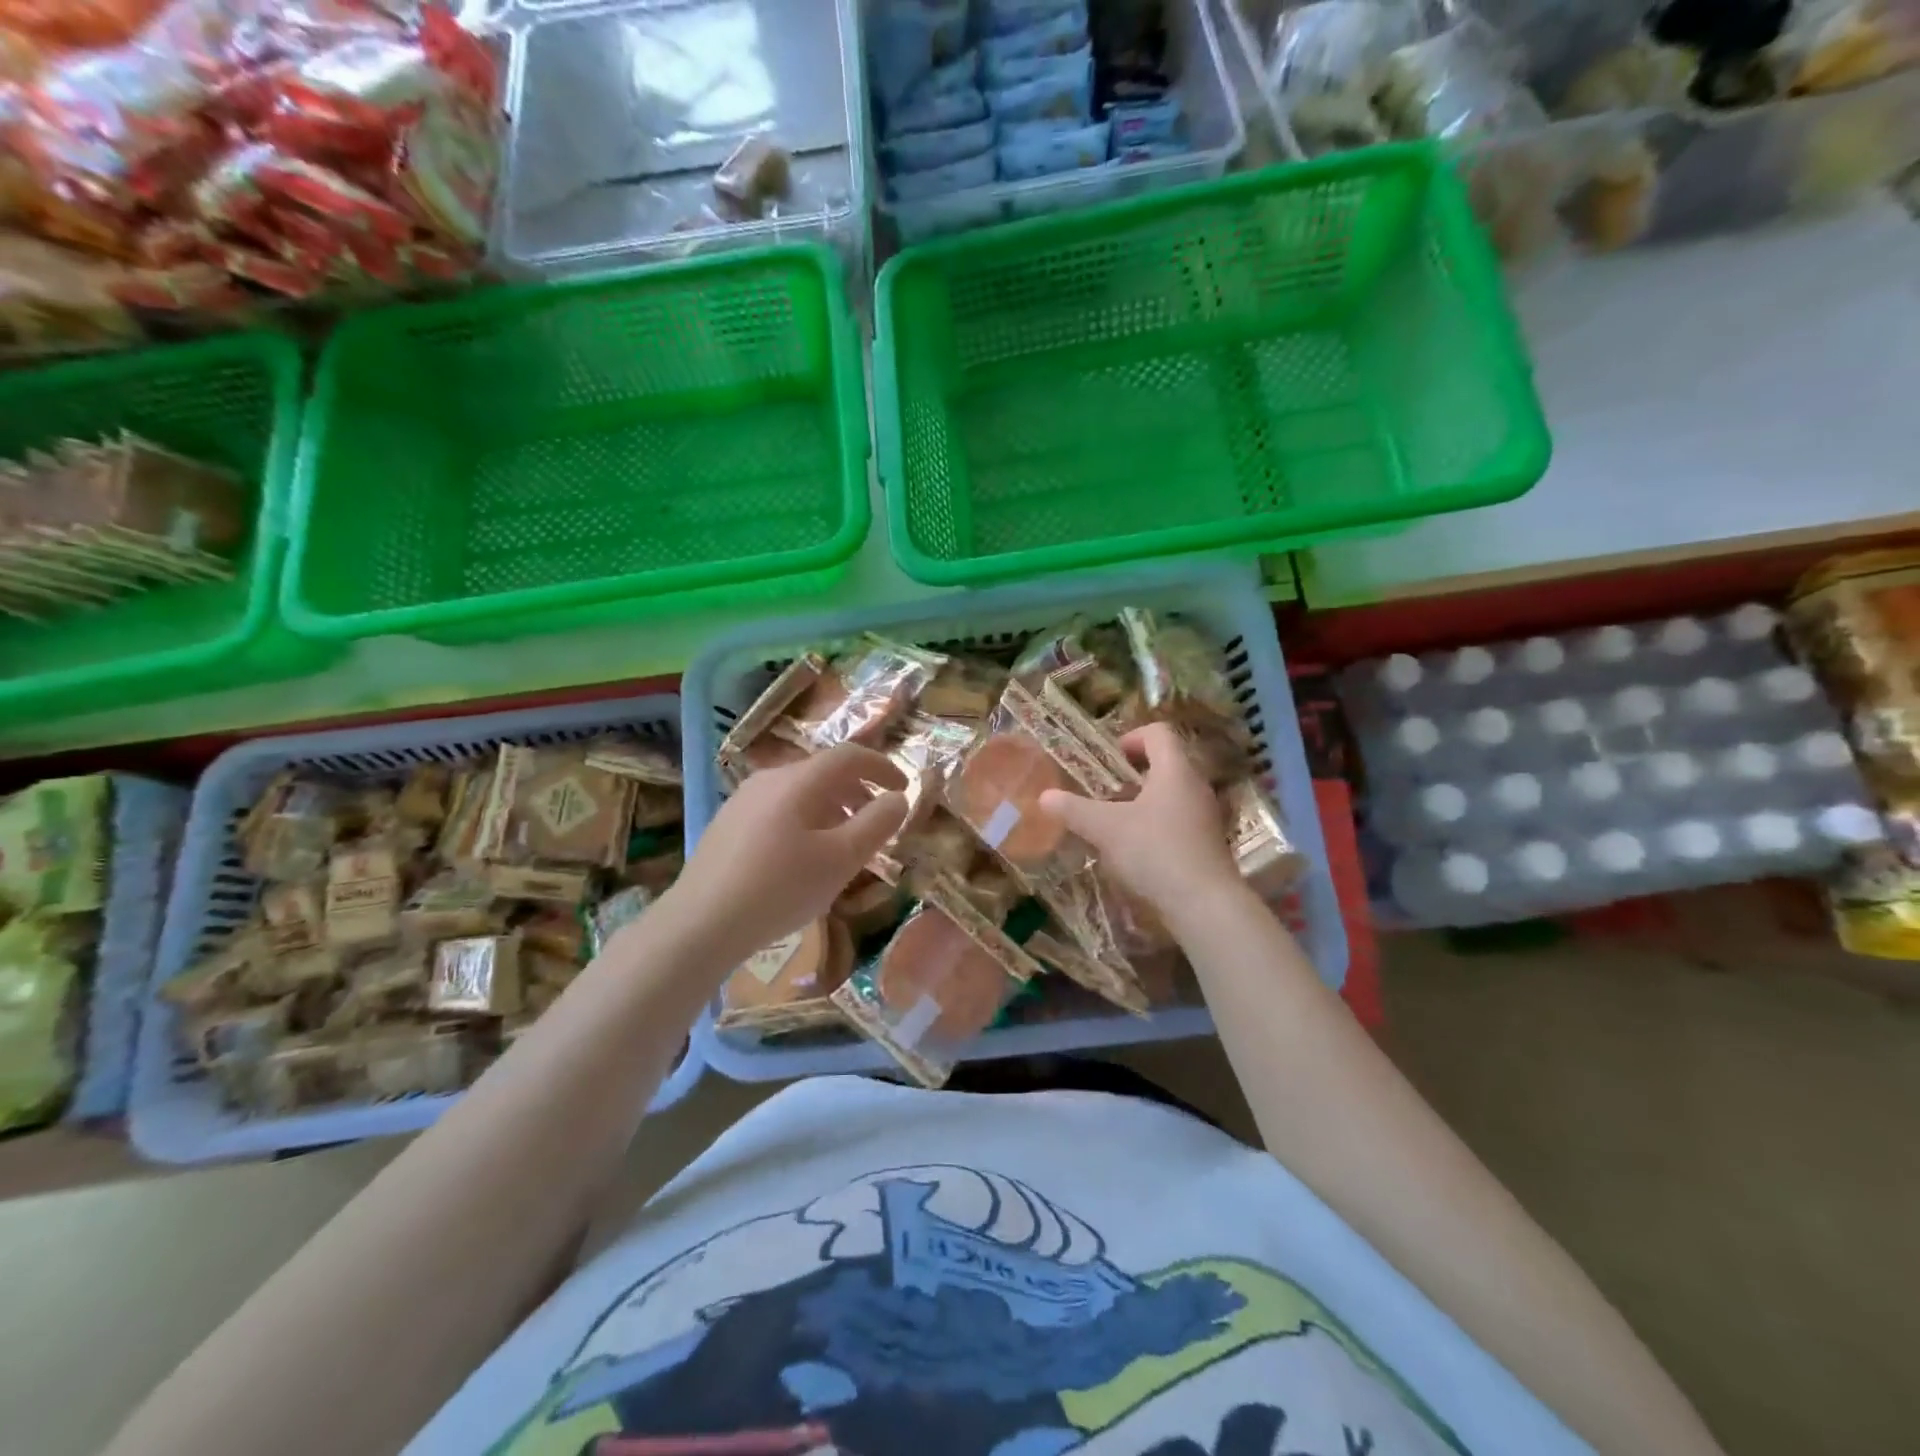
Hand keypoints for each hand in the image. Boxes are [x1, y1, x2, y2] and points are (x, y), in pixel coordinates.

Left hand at [668, 744, 907, 961]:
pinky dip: (805, 819)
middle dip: (857, 790)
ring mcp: (742, 801)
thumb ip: (875, 824)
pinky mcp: (727, 825)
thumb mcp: (841, 860)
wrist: (700, 924)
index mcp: (797, 781)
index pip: (849, 756)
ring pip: (798, 792)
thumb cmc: (780, 889)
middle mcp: (768, 780)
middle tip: (877, 818)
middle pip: (822, 771)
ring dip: (831, 807)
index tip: (904, 787)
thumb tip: (897, 799)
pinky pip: (778, 809)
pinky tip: (802, 857)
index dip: (881, 766)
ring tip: (843, 841)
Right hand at [1038, 722, 1239, 914]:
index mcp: (1175, 770)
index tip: (1107, 758)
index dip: (1130, 737)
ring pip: (1170, 794)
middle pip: (1164, 763)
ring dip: (1142, 801)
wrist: (1204, 904)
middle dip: (1131, 773)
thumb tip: (1045, 797)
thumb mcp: (1105, 828)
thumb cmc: (1155, 851)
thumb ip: (1074, 809)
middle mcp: (1195, 786)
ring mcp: (1205, 816)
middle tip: (1103, 791)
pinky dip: (1155, 825)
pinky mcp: (1207, 843)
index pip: (1158, 732)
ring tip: (1113, 822)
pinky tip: (1134, 850)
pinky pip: (1178, 820)